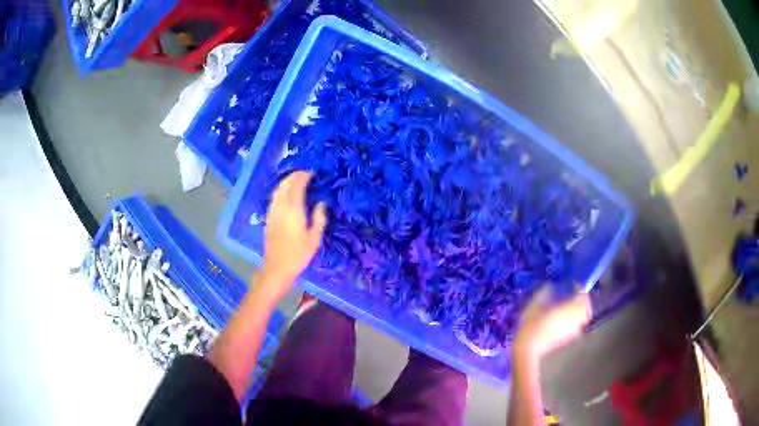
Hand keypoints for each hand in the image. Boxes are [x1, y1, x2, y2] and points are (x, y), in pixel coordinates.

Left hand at [260, 171, 326, 298]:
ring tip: (296, 180)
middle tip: (305, 174)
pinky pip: (274, 197)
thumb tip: (321, 203)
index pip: (297, 186)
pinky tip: (287, 193)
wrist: (277, 267)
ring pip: (278, 189)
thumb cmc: (298, 255)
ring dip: (287, 181)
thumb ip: (319, 218)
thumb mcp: (314, 238)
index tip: (312, 173)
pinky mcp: (269, 217)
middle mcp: (281, 207)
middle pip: (285, 184)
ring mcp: (273, 211)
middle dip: (295, 176)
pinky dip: (281, 190)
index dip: (304, 176)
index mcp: (294, 211)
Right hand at [514, 286, 590, 360]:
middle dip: (584, 300)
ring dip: (581, 311)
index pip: (582, 295)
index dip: (580, 288)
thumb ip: (544, 293)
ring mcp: (572, 331)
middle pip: (587, 308)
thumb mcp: (534, 304)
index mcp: (569, 309)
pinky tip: (566, 320)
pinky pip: (577, 327)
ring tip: (573, 307)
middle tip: (576, 295)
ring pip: (584, 319)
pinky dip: (576, 321)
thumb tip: (550, 286)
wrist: (527, 349)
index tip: (574, 284)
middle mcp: (575, 319)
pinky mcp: (568, 339)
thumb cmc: (531, 325)